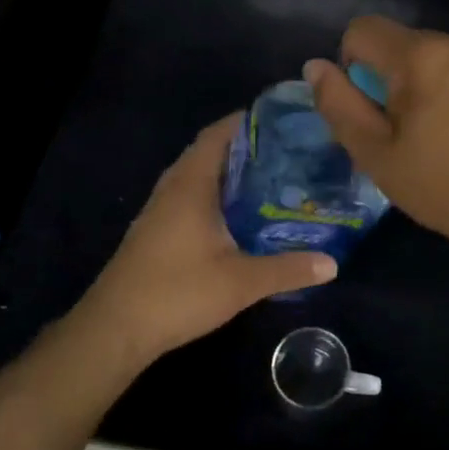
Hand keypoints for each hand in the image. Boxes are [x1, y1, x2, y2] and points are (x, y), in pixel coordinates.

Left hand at [73, 113, 337, 366]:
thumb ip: (288, 269)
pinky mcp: (155, 230)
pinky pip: (189, 196)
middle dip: (245, 147)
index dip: (247, 121)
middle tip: (287, 151)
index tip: (282, 120)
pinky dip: (215, 194)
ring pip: (198, 176)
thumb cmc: (178, 292)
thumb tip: (333, 264)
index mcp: (191, 183)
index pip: (218, 134)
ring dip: (229, 173)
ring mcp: (159, 209)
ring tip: (270, 178)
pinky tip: (239, 215)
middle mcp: (173, 187)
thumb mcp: (241, 282)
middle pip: (209, 152)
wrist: (115, 328)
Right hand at [305, 16, 448, 259]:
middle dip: (392, 76)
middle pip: (402, 43)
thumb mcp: (374, 153)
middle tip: (403, 130)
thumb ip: (338, 104)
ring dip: (426, 82)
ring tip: (440, 132)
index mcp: (420, 56)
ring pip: (437, 56)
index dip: (352, 64)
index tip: (369, 107)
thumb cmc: (441, 185)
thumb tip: (315, 66)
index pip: (362, 30)